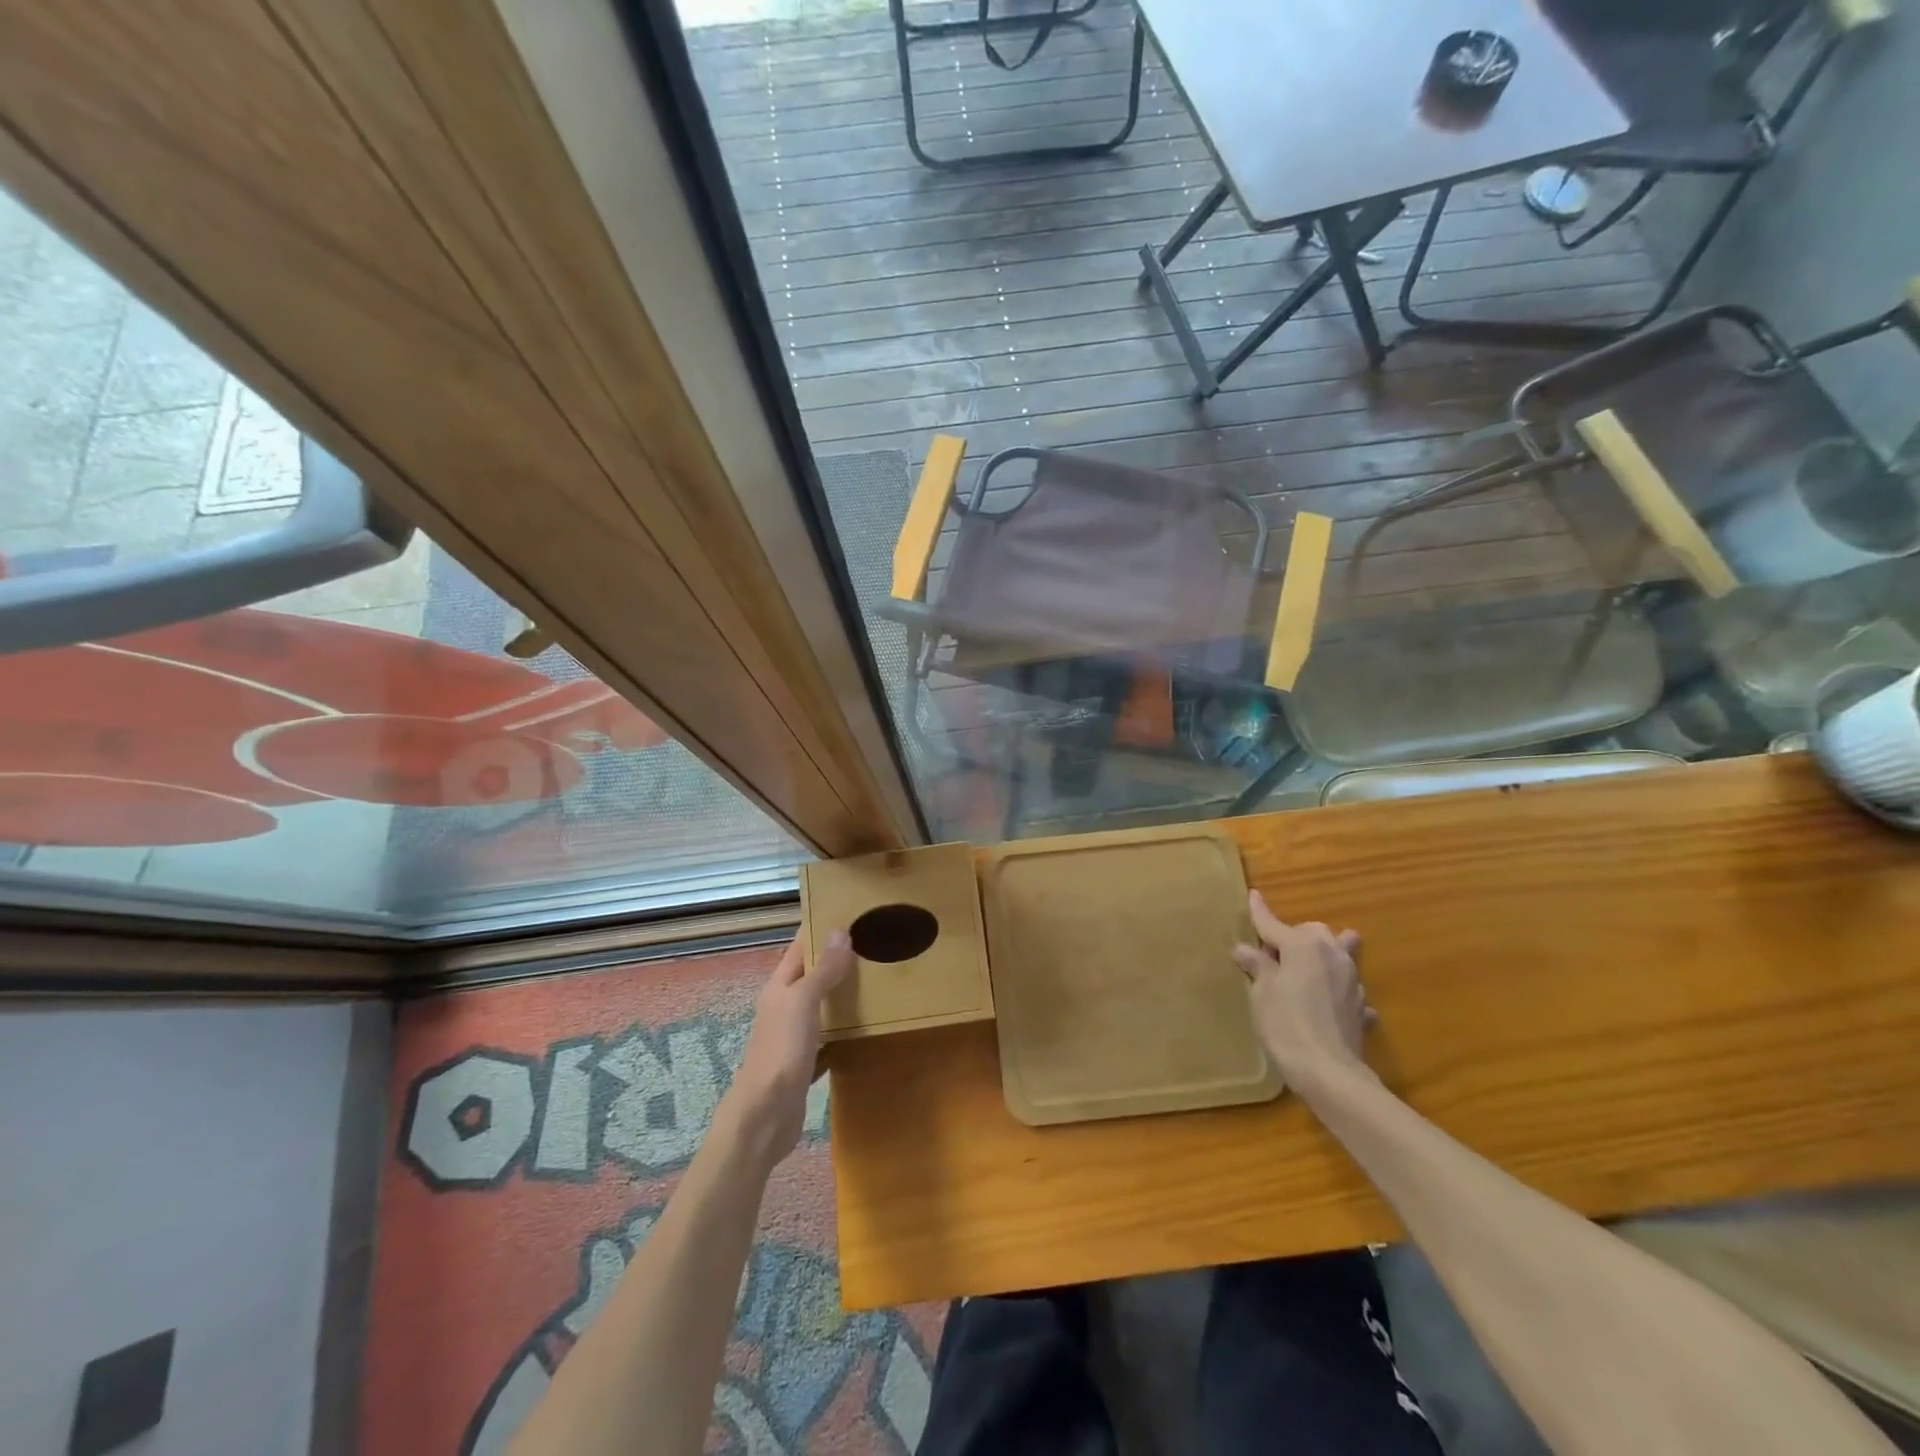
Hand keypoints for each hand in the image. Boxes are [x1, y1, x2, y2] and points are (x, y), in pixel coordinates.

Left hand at [720, 930, 853, 1169]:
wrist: (764, 1117)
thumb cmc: (781, 1051)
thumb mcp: (803, 1003)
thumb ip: (822, 970)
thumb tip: (841, 931)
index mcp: (780, 987)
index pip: (801, 947)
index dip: (821, 929)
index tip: (852, 913)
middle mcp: (785, 1006)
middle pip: (812, 975)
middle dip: (838, 960)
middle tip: (876, 944)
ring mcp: (794, 1036)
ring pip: (821, 1005)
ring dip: (843, 993)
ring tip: (879, 979)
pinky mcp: (805, 1062)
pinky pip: (828, 1038)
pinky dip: (845, 1029)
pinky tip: (867, 1027)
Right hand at [1233, 890, 1370, 1087]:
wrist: (1329, 1073)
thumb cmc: (1286, 1024)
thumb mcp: (1262, 993)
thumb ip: (1257, 967)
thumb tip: (1246, 949)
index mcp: (1303, 946)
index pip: (1273, 924)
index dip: (1260, 912)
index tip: (1253, 895)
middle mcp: (1332, 955)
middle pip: (1314, 932)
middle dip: (1296, 935)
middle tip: (1275, 951)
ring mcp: (1351, 981)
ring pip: (1340, 953)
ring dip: (1325, 954)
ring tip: (1311, 964)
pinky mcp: (1361, 1008)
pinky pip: (1348, 988)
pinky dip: (1338, 989)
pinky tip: (1331, 1002)